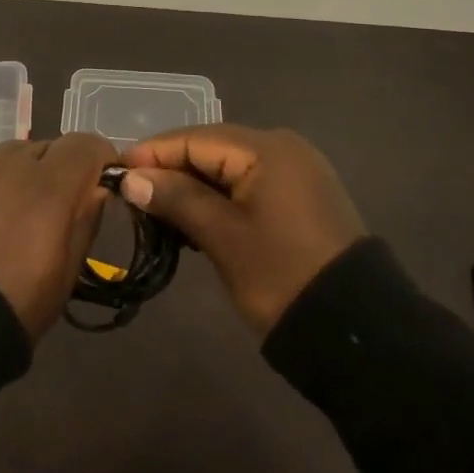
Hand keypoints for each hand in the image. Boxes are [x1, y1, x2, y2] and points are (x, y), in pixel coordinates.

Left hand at [0, 133, 113, 341]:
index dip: (100, 160)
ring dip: (31, 171)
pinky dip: (1, 181)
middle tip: (63, 207)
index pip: (86, 144)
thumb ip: (85, 221)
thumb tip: (96, 190)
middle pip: (52, 145)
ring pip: (19, 152)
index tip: (103, 186)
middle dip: (65, 168)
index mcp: (49, 186)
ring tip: (25, 211)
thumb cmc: (12, 305)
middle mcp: (14, 163)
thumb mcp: (65, 274)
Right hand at [119, 125, 365, 334]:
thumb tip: (131, 178)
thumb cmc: (283, 277)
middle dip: (170, 170)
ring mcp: (295, 171)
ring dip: (192, 186)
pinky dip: (219, 198)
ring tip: (156, 211)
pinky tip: (194, 218)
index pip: (194, 139)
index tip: (114, 174)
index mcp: (266, 148)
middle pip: (211, 148)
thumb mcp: (224, 238)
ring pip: (228, 168)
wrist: (359, 333)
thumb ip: (177, 199)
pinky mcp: (301, 197)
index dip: (152, 155)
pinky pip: (247, 183)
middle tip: (132, 197)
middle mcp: (282, 147)